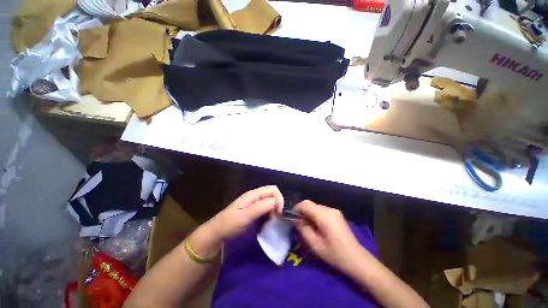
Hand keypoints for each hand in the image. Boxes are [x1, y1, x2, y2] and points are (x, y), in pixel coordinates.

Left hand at [189, 186, 283, 258]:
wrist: (217, 232)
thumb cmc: (230, 224)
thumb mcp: (245, 216)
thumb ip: (261, 207)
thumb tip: (275, 202)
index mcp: (253, 194)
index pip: (272, 189)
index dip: (278, 198)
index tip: (278, 213)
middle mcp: (254, 196)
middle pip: (272, 194)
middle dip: (277, 204)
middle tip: (275, 218)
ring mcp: (253, 202)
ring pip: (270, 201)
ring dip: (274, 209)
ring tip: (271, 221)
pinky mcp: (252, 209)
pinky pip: (265, 208)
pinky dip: (269, 213)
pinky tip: (267, 222)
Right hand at [294, 200, 362, 270]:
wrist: (357, 260)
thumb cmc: (335, 255)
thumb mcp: (315, 244)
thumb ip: (303, 229)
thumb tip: (295, 219)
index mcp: (324, 216)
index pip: (305, 204)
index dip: (296, 209)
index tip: (292, 218)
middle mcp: (330, 209)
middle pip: (310, 204)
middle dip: (302, 212)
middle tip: (299, 225)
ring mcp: (334, 211)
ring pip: (315, 207)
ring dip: (309, 214)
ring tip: (308, 227)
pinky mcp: (337, 214)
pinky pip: (321, 211)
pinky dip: (315, 215)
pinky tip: (317, 227)